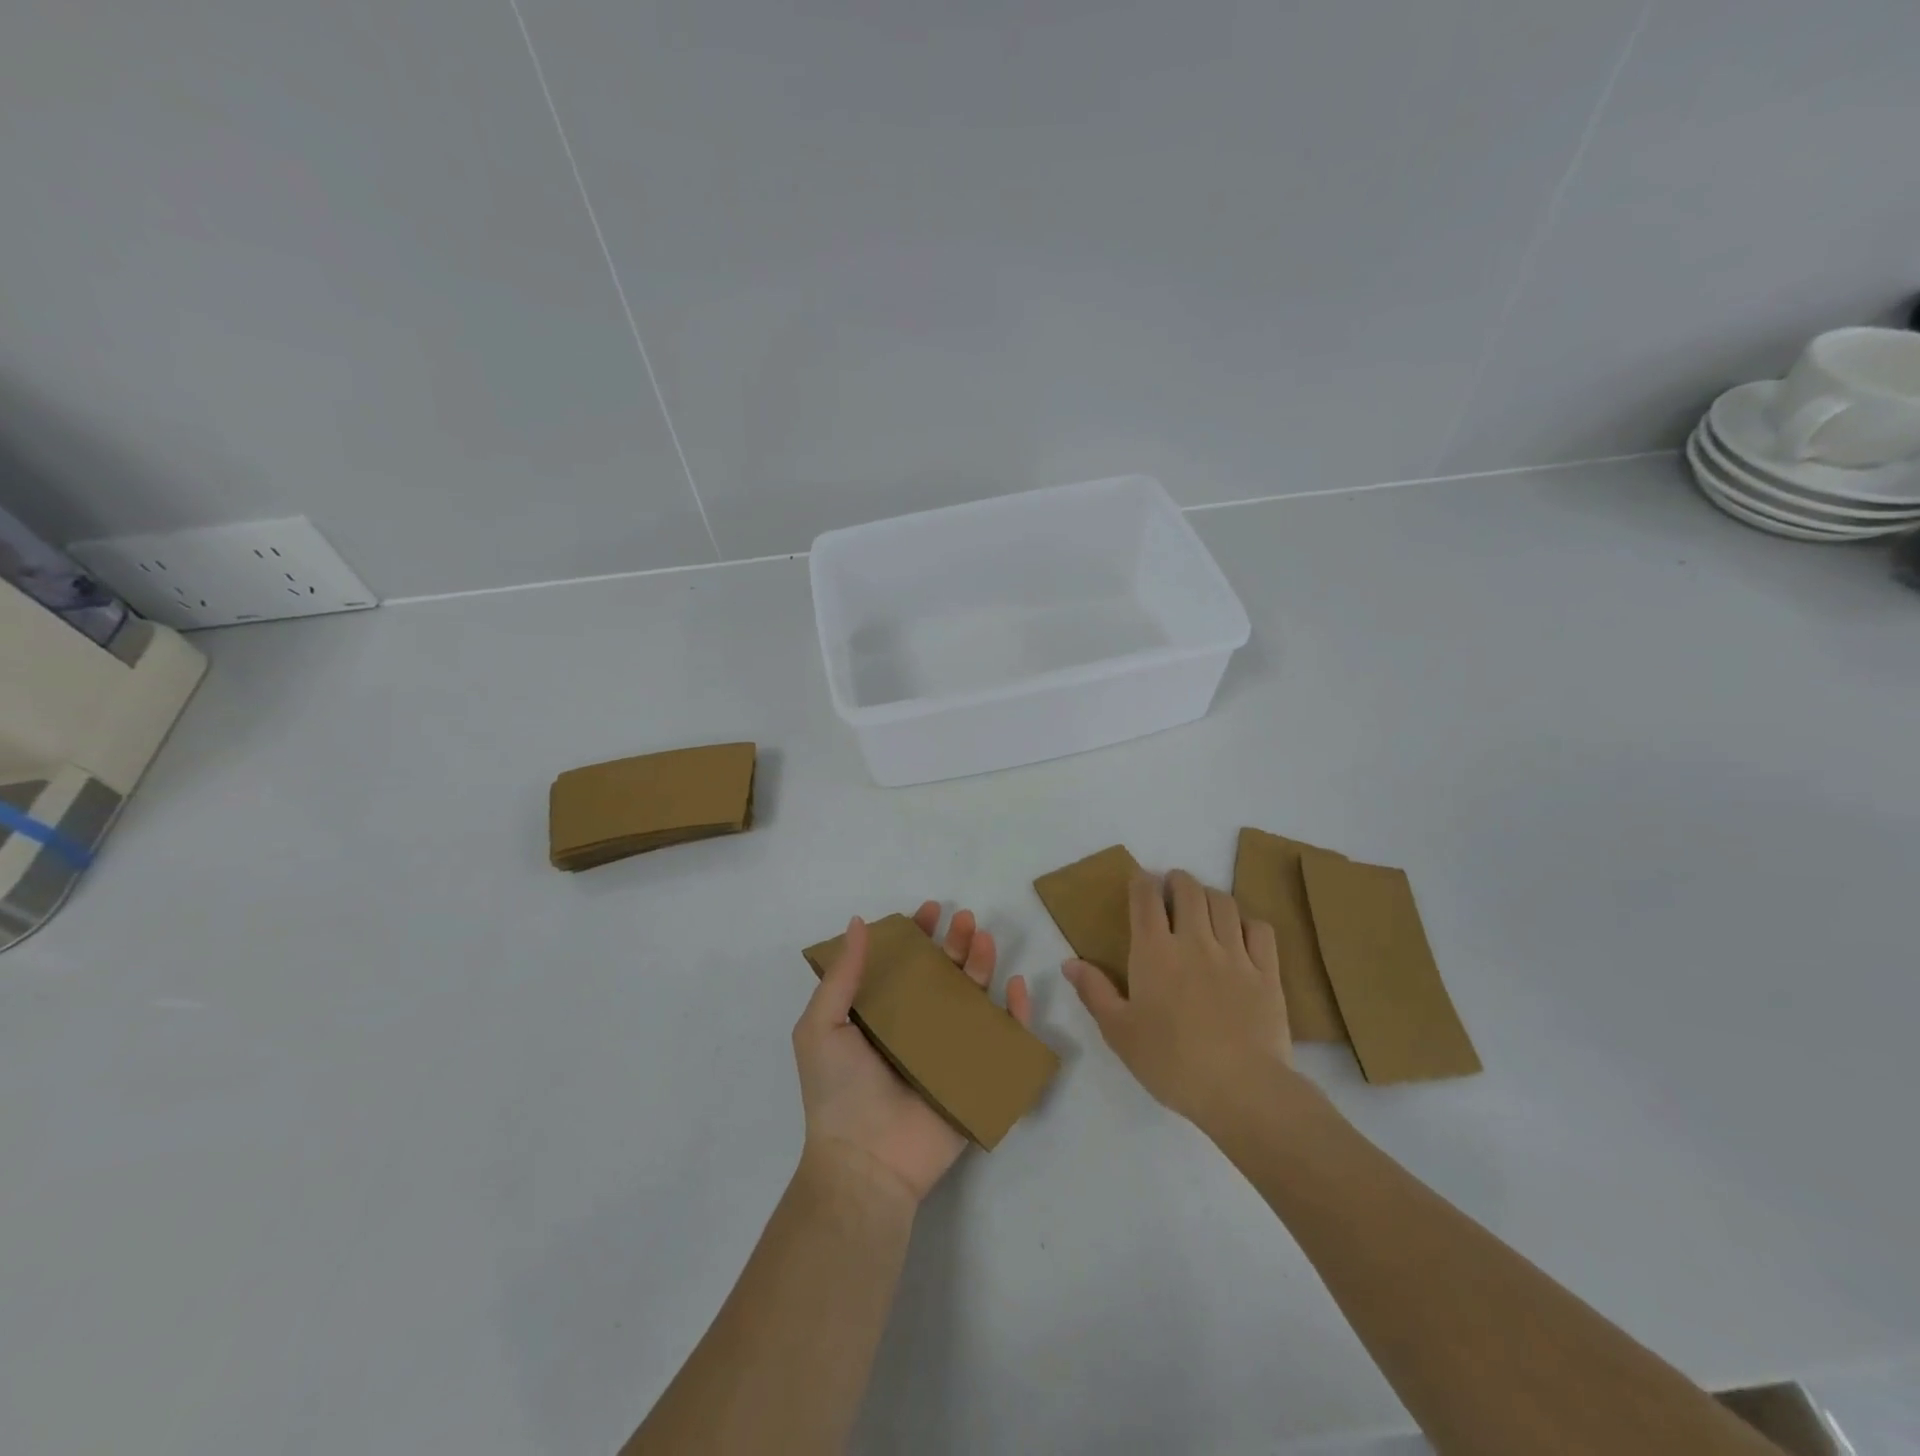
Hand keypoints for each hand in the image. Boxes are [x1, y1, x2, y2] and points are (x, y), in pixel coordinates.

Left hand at [794, 902, 1032, 1205]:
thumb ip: (842, 975)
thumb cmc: (839, 1091)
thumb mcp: (822, 1026)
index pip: (904, 965)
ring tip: (986, 939)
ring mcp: (948, 1052)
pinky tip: (1015, 986)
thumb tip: (860, 922)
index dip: (918, 935)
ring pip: (973, 999)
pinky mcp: (975, 1077)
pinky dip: (1014, 1013)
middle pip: (944, 975)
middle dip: (956, 943)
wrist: (866, 1163)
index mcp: (881, 1015)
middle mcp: (916, 1027)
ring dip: (983, 965)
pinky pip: (1002, 1040)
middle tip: (966, 920)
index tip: (930, 910)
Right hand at [1063, 869, 1292, 1130]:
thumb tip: (1070, 962)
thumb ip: (1094, 992)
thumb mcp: (1119, 1032)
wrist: (1241, 1088)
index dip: (1141, 882)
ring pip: (1224, 902)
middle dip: (1177, 880)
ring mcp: (1235, 954)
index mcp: (1154, 952)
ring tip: (1203, 905)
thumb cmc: (1170, 1062)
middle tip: (1171, 888)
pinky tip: (1242, 932)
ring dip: (1210, 894)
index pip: (1146, 898)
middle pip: (1188, 889)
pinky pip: (1260, 929)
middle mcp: (1194, 941)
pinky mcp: (1267, 972)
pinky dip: (1248, 921)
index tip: (1139, 880)